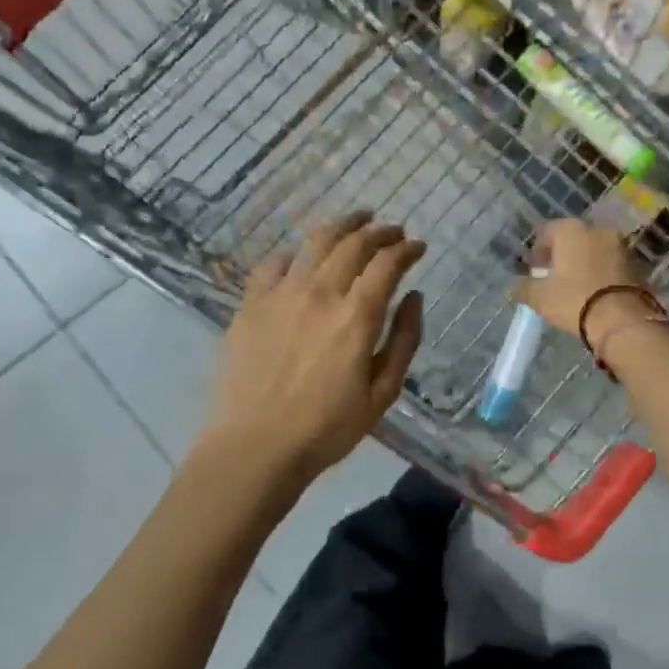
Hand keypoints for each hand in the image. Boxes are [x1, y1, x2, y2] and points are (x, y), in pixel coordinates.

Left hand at [203, 212, 425, 484]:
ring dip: (341, 226)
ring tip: (355, 222)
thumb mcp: (383, 393)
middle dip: (379, 231)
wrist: (255, 446)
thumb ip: (405, 340)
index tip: (418, 247)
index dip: (406, 249)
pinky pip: (273, 265)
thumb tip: (414, 297)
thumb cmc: (327, 428)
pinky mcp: (250, 304)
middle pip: (353, 243)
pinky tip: (300, 260)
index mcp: (356, 317)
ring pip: (315, 243)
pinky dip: (293, 255)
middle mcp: (320, 293)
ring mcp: (281, 295)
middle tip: (392, 231)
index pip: (387, 263)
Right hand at [515, 219, 648, 348]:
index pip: (547, 231)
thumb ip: (523, 288)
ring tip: (574, 287)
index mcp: (571, 230)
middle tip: (554, 278)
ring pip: (594, 250)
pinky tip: (594, 292)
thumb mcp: (540, 297)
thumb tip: (515, 287)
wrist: (623, 320)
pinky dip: (600, 272)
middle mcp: (597, 230)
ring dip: (583, 263)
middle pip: (573, 238)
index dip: (538, 251)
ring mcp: (620, 246)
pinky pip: (610, 264)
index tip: (535, 270)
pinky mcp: (635, 264)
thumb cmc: (574, 300)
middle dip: (562, 255)